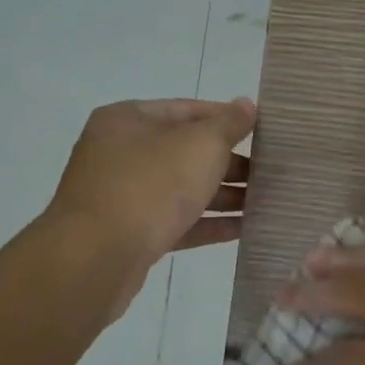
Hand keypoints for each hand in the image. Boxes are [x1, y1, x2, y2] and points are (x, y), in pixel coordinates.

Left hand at [46, 97, 255, 268]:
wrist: (96, 258)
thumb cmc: (151, 186)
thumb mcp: (200, 145)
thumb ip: (229, 124)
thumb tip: (246, 105)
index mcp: (128, 119)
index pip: (187, 109)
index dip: (226, 118)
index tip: (261, 132)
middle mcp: (119, 152)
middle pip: (184, 150)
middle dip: (228, 162)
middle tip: (268, 172)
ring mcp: (121, 195)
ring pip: (181, 188)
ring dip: (222, 195)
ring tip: (265, 202)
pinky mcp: (128, 234)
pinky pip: (175, 221)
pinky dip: (207, 222)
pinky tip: (243, 228)